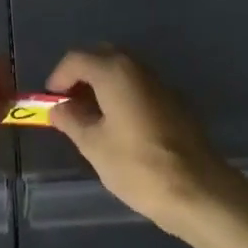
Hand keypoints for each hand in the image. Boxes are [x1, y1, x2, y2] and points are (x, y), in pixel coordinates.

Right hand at [46, 47, 247, 238]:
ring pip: (124, 71)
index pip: (77, 58)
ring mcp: (161, 83)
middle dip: (82, 75)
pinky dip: (122, 95)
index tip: (50, 101)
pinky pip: (140, 87)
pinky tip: (118, 125)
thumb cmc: (138, 166)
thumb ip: (72, 120)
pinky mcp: (176, 102)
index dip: (59, 77)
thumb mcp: (94, 145)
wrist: (198, 190)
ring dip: (103, 85)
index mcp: (116, 72)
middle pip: (103, 57)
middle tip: (68, 104)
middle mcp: (139, 68)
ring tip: (90, 117)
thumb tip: (59, 108)